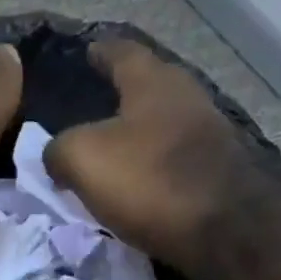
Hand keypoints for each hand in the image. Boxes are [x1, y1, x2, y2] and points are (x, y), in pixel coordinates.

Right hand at [45, 40, 262, 271]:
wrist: (225, 228)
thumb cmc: (149, 179)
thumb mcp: (83, 158)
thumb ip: (59, 149)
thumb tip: (55, 155)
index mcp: (153, 81)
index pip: (121, 52)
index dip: (100, 52)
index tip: (86, 51)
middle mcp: (185, 97)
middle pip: (147, 87)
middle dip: (120, 95)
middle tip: (91, 109)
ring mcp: (207, 134)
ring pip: (161, 125)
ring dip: (137, 135)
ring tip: (110, 152)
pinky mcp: (216, 172)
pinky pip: (172, 161)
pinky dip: (151, 167)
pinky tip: (137, 183)